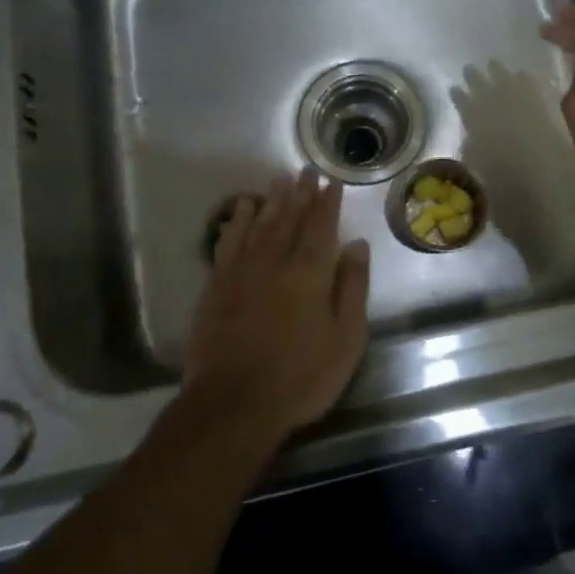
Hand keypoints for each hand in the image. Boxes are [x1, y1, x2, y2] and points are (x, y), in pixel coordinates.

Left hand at [183, 170, 370, 443]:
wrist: (235, 402)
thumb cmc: (301, 376)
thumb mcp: (346, 339)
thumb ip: (353, 288)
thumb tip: (357, 245)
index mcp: (311, 272)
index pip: (322, 226)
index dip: (328, 202)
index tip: (332, 181)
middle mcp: (276, 260)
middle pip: (291, 218)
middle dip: (301, 193)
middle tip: (307, 170)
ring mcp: (243, 270)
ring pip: (260, 223)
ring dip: (272, 200)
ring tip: (280, 179)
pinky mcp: (217, 284)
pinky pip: (229, 241)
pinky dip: (237, 221)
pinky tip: (242, 208)